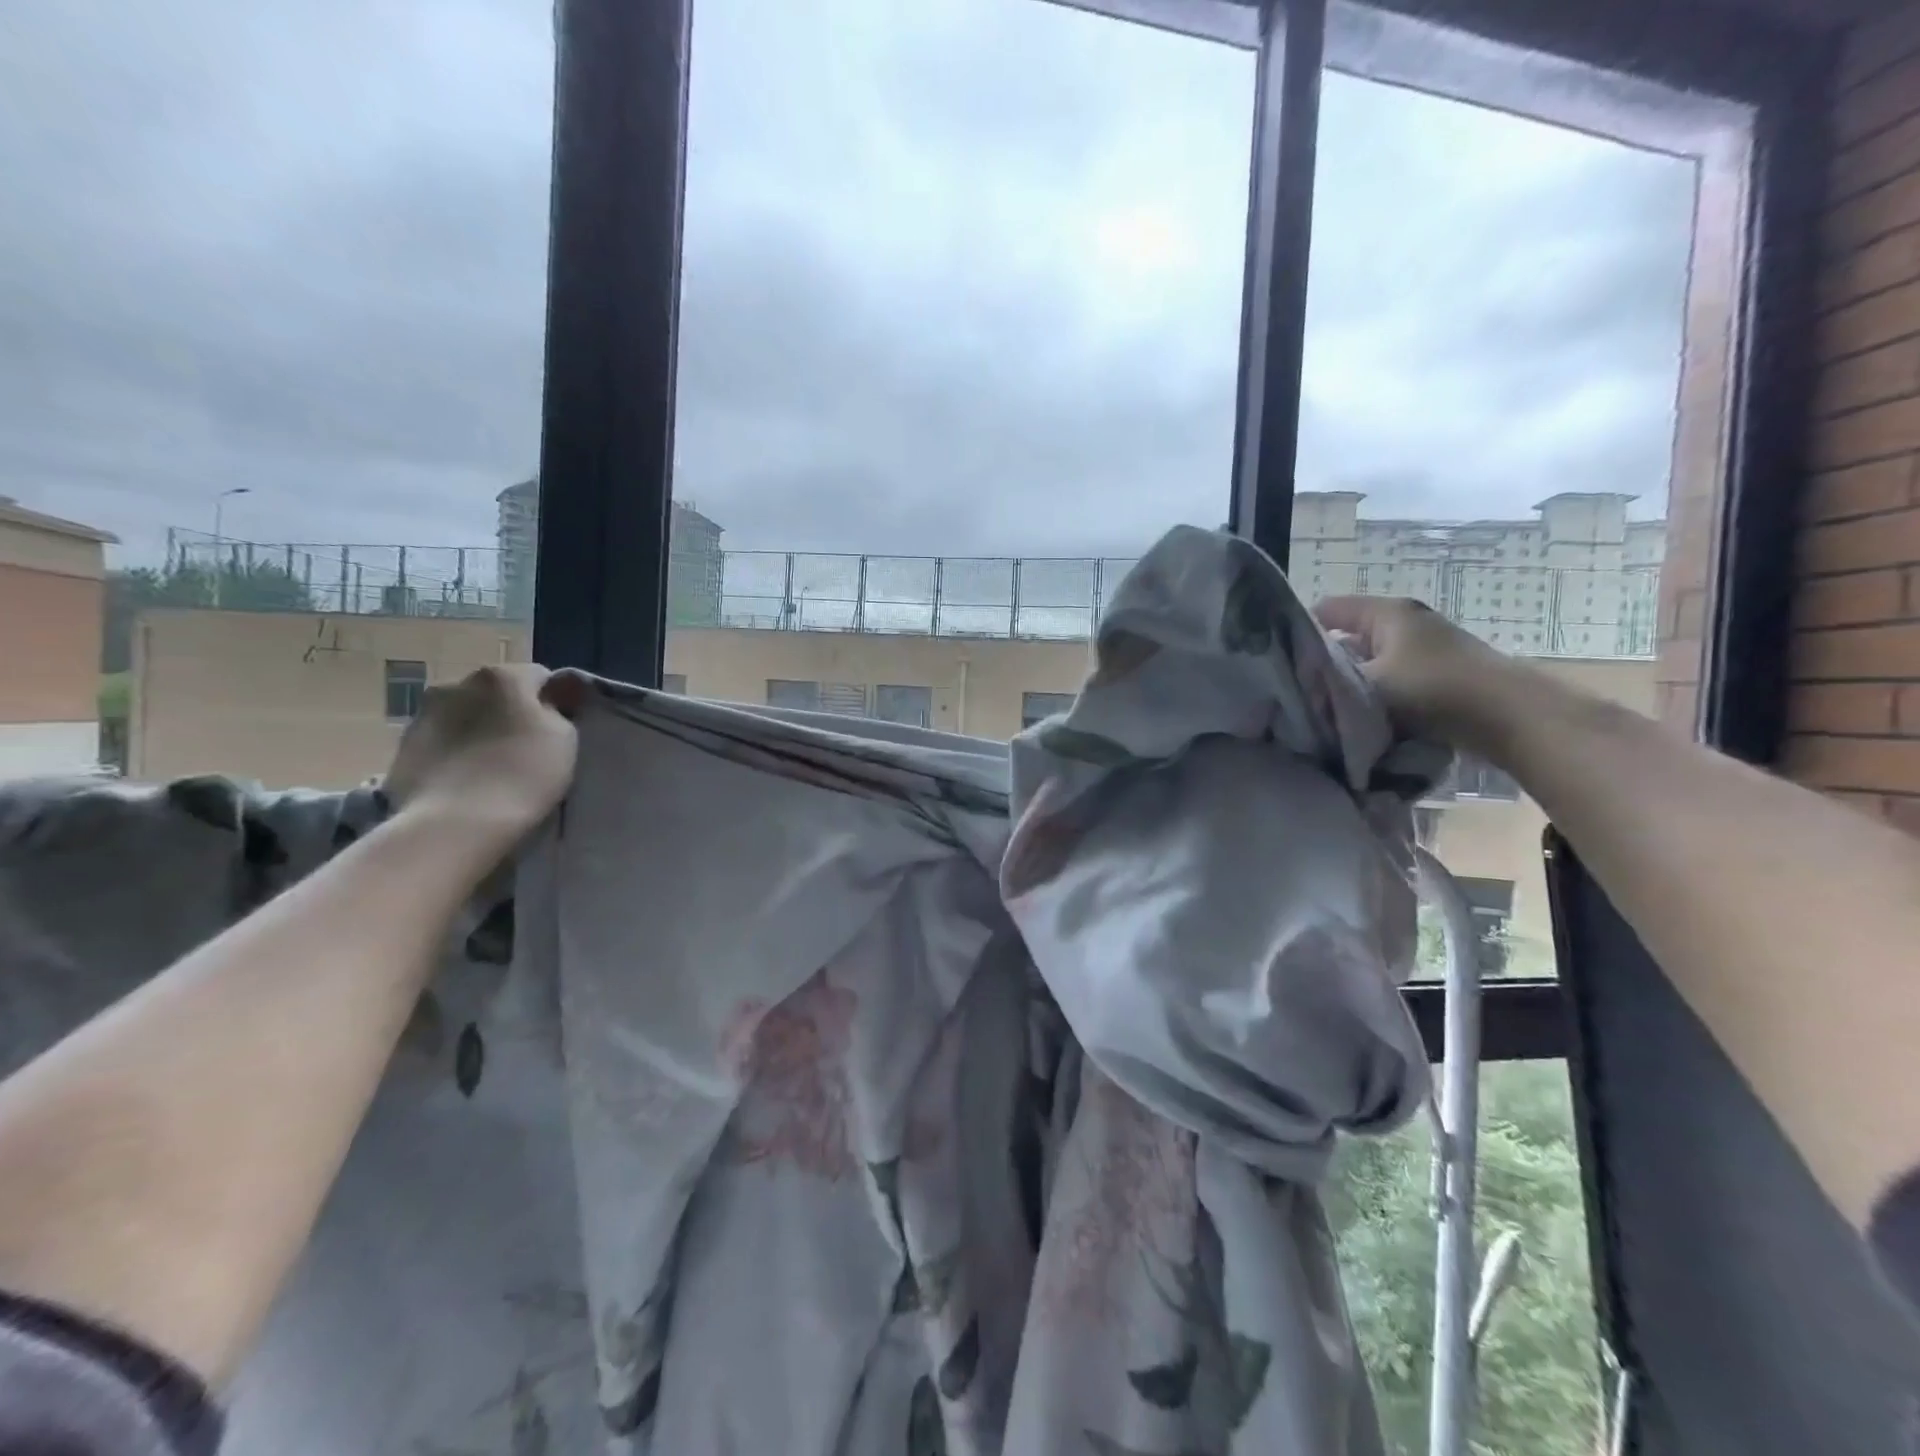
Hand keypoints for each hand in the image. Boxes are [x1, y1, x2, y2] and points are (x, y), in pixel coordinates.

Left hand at [382, 665, 583, 848]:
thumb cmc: (523, 774)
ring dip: (478, 730)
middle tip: (524, 747)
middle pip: (496, 693)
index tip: (558, 729)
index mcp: (501, 676)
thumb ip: (556, 711)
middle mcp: (457, 683)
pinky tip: (465, 778)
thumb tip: (546, 704)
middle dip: (510, 712)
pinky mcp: (402, 746)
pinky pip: (441, 740)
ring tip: (490, 765)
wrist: (456, 822)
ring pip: (464, 714)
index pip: (539, 677)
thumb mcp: (565, 737)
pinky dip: (454, 751)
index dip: (553, 702)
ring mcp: (423, 714)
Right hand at [1314, 595, 1530, 753]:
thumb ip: (1326, 684)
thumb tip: (1295, 688)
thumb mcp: (1367, 686)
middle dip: (1323, 661)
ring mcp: (1426, 647)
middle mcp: (1405, 622)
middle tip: (1299, 690)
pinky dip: (1376, 694)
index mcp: (1386, 613)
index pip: (1326, 610)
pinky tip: (1364, 717)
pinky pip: (1391, 678)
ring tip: (1327, 707)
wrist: (1510, 716)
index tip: (1279, 661)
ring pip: (1369, 660)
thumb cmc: (1433, 690)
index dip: (1299, 631)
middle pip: (1347, 636)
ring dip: (1350, 682)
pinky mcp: (1439, 673)